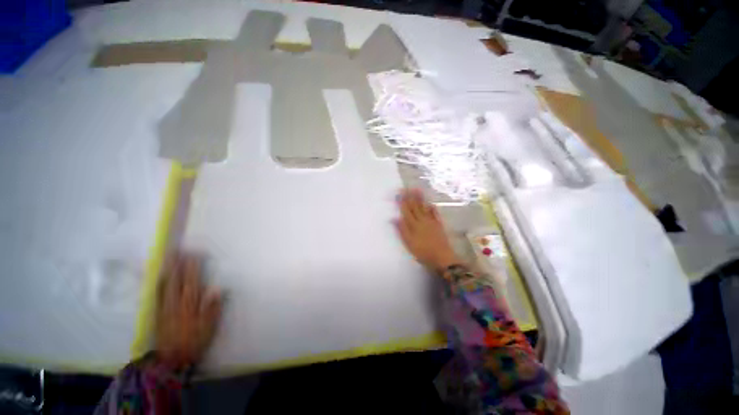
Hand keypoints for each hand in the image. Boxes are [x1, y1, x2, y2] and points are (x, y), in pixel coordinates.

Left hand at [155, 254, 222, 370]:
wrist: (173, 359)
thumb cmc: (196, 341)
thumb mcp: (209, 326)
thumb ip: (212, 307)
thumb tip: (217, 288)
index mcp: (190, 305)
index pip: (192, 282)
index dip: (193, 268)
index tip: (195, 255)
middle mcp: (176, 303)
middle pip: (177, 281)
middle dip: (178, 265)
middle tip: (179, 251)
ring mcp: (165, 308)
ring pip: (165, 286)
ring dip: (167, 271)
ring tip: (168, 259)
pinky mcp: (158, 313)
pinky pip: (157, 295)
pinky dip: (158, 284)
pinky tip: (159, 277)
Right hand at [394, 189, 459, 272]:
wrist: (442, 257)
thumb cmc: (423, 252)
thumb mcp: (409, 243)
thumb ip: (402, 230)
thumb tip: (394, 218)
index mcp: (413, 225)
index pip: (406, 210)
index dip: (402, 201)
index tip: (399, 192)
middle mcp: (422, 220)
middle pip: (415, 206)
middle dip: (410, 196)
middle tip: (407, 187)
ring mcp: (431, 222)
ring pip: (424, 207)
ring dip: (420, 198)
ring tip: (417, 190)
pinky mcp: (438, 225)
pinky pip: (434, 213)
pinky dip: (432, 207)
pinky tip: (430, 203)